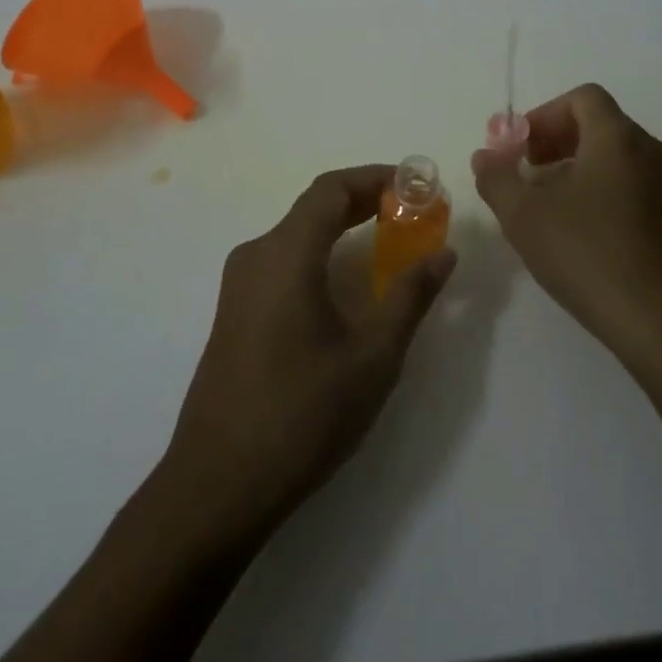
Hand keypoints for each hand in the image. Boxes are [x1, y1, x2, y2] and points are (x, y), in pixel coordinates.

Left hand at [162, 165, 456, 537]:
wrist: (218, 483)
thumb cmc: (302, 414)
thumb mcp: (372, 357)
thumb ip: (410, 296)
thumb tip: (444, 253)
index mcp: (285, 253)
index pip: (332, 189)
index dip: (376, 177)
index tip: (416, 184)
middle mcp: (256, 254)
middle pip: (313, 207)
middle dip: (363, 200)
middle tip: (411, 209)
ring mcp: (239, 284)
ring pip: (296, 234)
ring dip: (341, 226)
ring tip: (387, 239)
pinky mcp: (234, 311)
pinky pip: (282, 261)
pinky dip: (320, 252)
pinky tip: (345, 282)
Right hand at [472, 84, 661, 369]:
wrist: (659, 321)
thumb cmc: (586, 254)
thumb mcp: (522, 214)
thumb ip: (496, 177)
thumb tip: (484, 155)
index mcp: (617, 138)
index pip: (583, 98)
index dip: (545, 113)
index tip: (521, 145)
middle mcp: (651, 151)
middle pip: (600, 124)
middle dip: (557, 140)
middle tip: (527, 169)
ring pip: (617, 156)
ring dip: (578, 166)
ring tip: (548, 202)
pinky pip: (634, 184)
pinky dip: (603, 189)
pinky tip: (581, 230)